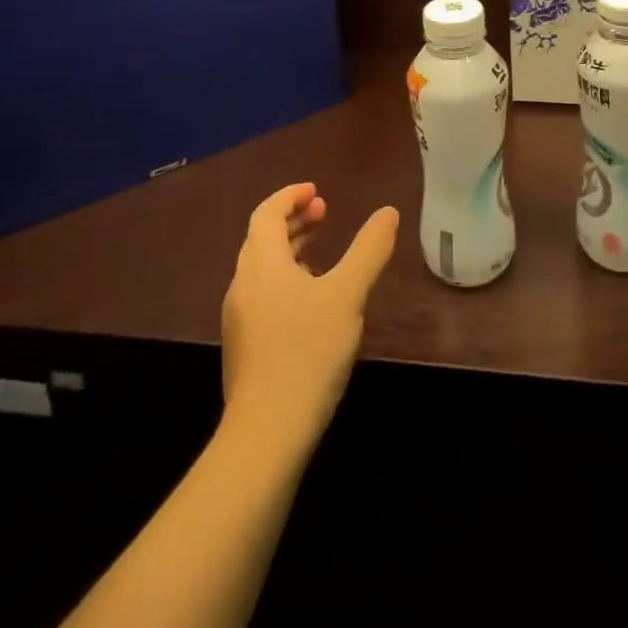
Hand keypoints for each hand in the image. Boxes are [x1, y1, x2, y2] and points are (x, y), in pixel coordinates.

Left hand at [220, 183, 399, 442]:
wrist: (266, 435)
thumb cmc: (307, 353)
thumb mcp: (348, 295)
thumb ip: (369, 250)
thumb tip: (388, 212)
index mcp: (261, 264)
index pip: (266, 214)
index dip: (289, 196)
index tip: (316, 191)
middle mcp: (243, 286)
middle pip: (262, 239)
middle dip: (292, 221)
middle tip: (324, 212)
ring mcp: (240, 320)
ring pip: (262, 269)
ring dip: (289, 250)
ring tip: (321, 252)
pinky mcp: (245, 348)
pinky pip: (263, 295)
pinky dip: (285, 279)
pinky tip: (311, 302)